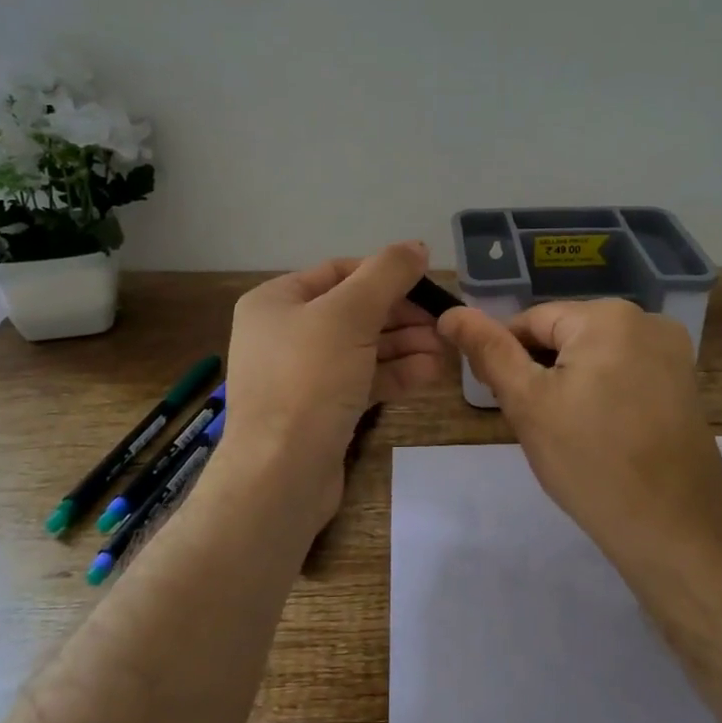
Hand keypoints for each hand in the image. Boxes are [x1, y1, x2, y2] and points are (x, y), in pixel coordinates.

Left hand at [219, 241, 443, 529]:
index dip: (386, 274)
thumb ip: (387, 274)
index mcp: (276, 300)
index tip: (428, 284)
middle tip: (442, 324)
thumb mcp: (350, 314)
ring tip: (445, 351)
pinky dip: (393, 373)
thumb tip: (417, 246)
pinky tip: (429, 374)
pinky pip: (361, 379)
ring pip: (361, 348)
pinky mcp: (319, 409)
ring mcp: (301, 374)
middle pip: (354, 311)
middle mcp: (284, 332)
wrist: (280, 475)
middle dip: (401, 316)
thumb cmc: (309, 380)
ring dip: (404, 345)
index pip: (340, 272)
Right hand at [438, 299, 721, 558]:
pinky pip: (625, 372)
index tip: (506, 402)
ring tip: (570, 434)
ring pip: (595, 355)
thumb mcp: (528, 403)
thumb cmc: (591, 462)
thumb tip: (451, 312)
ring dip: (572, 384)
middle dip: (543, 373)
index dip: (508, 359)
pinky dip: (605, 394)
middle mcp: (647, 320)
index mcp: (607, 316)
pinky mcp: (685, 382)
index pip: (531, 321)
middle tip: (539, 425)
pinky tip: (602, 434)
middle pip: (566, 335)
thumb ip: (489, 351)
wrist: (673, 528)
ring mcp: (673, 351)